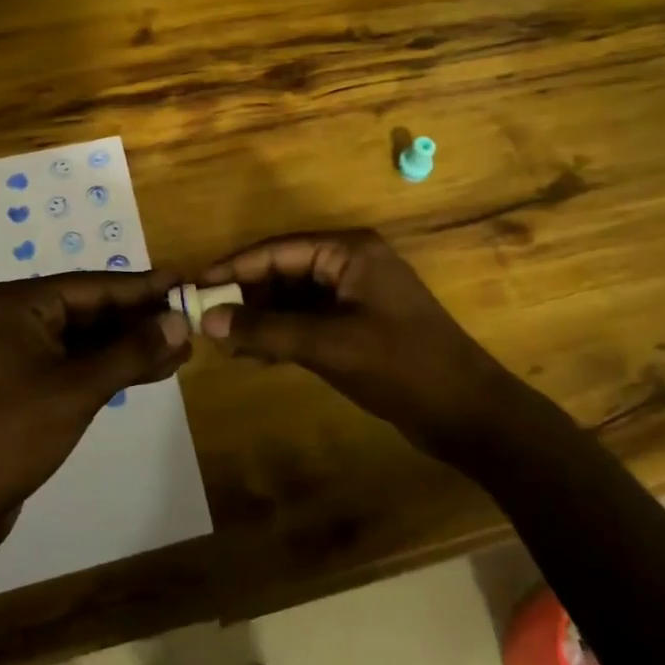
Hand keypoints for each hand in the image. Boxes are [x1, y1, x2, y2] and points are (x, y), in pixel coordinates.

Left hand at [0, 271, 190, 521]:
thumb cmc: (13, 433)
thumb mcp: (79, 388)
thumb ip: (132, 351)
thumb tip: (180, 320)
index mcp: (22, 302)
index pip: (95, 286)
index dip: (143, 287)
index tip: (185, 281)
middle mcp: (22, 316)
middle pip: (94, 309)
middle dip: (142, 319)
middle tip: (192, 320)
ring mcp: (26, 349)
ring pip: (92, 338)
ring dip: (133, 345)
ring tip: (183, 349)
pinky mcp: (32, 380)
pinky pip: (81, 361)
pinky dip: (115, 366)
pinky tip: (154, 370)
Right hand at [197, 231, 518, 457]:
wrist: (469, 413)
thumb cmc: (402, 367)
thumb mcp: (329, 346)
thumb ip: (267, 331)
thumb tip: (208, 320)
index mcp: (348, 251)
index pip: (278, 250)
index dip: (235, 268)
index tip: (195, 286)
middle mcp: (350, 263)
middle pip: (284, 271)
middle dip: (247, 296)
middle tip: (206, 320)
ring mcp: (355, 294)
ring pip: (294, 297)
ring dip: (262, 318)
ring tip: (225, 342)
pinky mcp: (358, 323)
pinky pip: (309, 319)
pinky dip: (283, 334)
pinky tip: (255, 354)